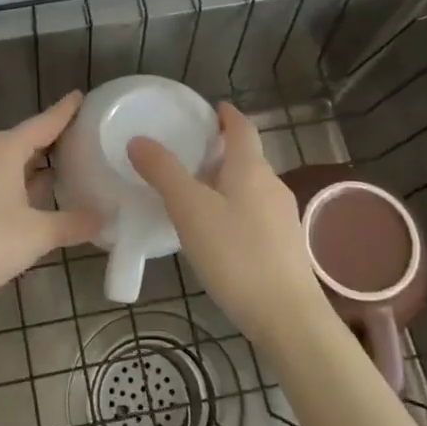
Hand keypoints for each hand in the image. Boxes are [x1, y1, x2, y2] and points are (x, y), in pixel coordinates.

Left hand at [0, 93, 101, 312]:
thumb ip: (74, 223)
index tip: (80, 95)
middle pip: (25, 139)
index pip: (43, 123)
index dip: (65, 111)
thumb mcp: (39, 234)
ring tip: (67, 165)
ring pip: (9, 160)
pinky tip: (36, 195)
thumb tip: (103, 218)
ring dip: (35, 164)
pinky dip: (19, 180)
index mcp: (4, 149)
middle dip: (53, 139)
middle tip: (84, 137)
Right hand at [128, 102, 322, 343]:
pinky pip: (255, 213)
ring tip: (195, 193)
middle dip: (221, 150)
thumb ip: (164, 173)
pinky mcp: (284, 246)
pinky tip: (217, 232)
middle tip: (188, 153)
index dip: (226, 115)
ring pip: (251, 187)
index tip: (210, 109)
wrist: (287, 316)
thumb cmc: (236, 256)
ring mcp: (283, 217)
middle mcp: (272, 186)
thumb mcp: (190, 211)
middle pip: (247, 157)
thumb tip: (139, 140)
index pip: (242, 128)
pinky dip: (234, 208)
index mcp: (251, 169)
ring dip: (226, 181)